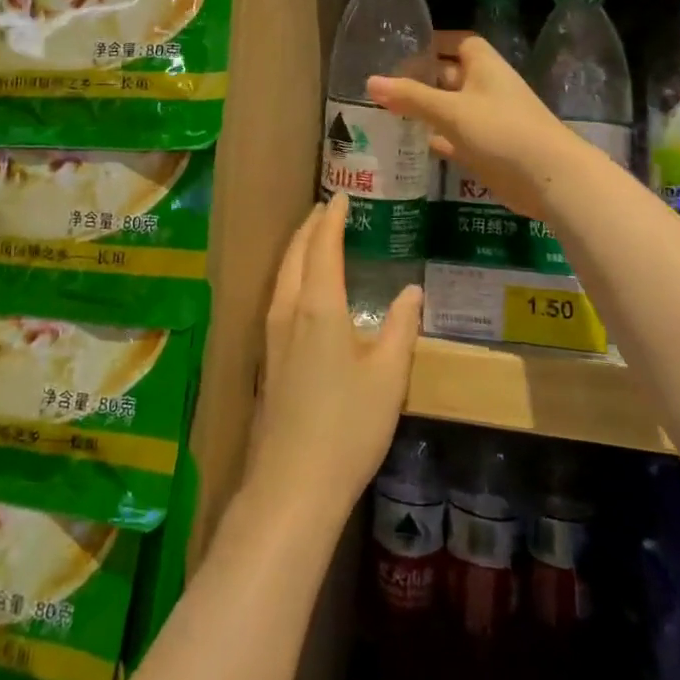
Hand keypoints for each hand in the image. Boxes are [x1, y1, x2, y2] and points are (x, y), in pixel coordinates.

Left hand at [247, 195, 421, 526]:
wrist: (293, 483)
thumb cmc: (348, 425)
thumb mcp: (388, 376)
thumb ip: (401, 328)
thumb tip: (412, 291)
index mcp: (319, 306)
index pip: (324, 246)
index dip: (333, 218)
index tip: (342, 196)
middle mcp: (289, 310)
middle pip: (296, 254)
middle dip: (311, 226)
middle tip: (328, 208)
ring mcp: (272, 333)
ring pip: (283, 274)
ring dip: (298, 248)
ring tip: (315, 237)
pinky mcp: (267, 356)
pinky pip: (279, 294)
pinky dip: (292, 273)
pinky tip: (303, 288)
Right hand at [367, 34, 575, 219]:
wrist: (550, 178)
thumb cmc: (501, 131)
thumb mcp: (450, 110)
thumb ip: (411, 97)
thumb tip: (370, 81)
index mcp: (485, 67)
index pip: (460, 43)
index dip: (435, 42)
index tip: (405, 48)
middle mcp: (488, 89)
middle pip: (452, 76)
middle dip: (423, 78)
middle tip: (385, 84)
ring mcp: (489, 121)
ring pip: (452, 109)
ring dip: (427, 110)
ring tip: (388, 111)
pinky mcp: (488, 150)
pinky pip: (457, 138)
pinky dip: (437, 139)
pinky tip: (411, 145)